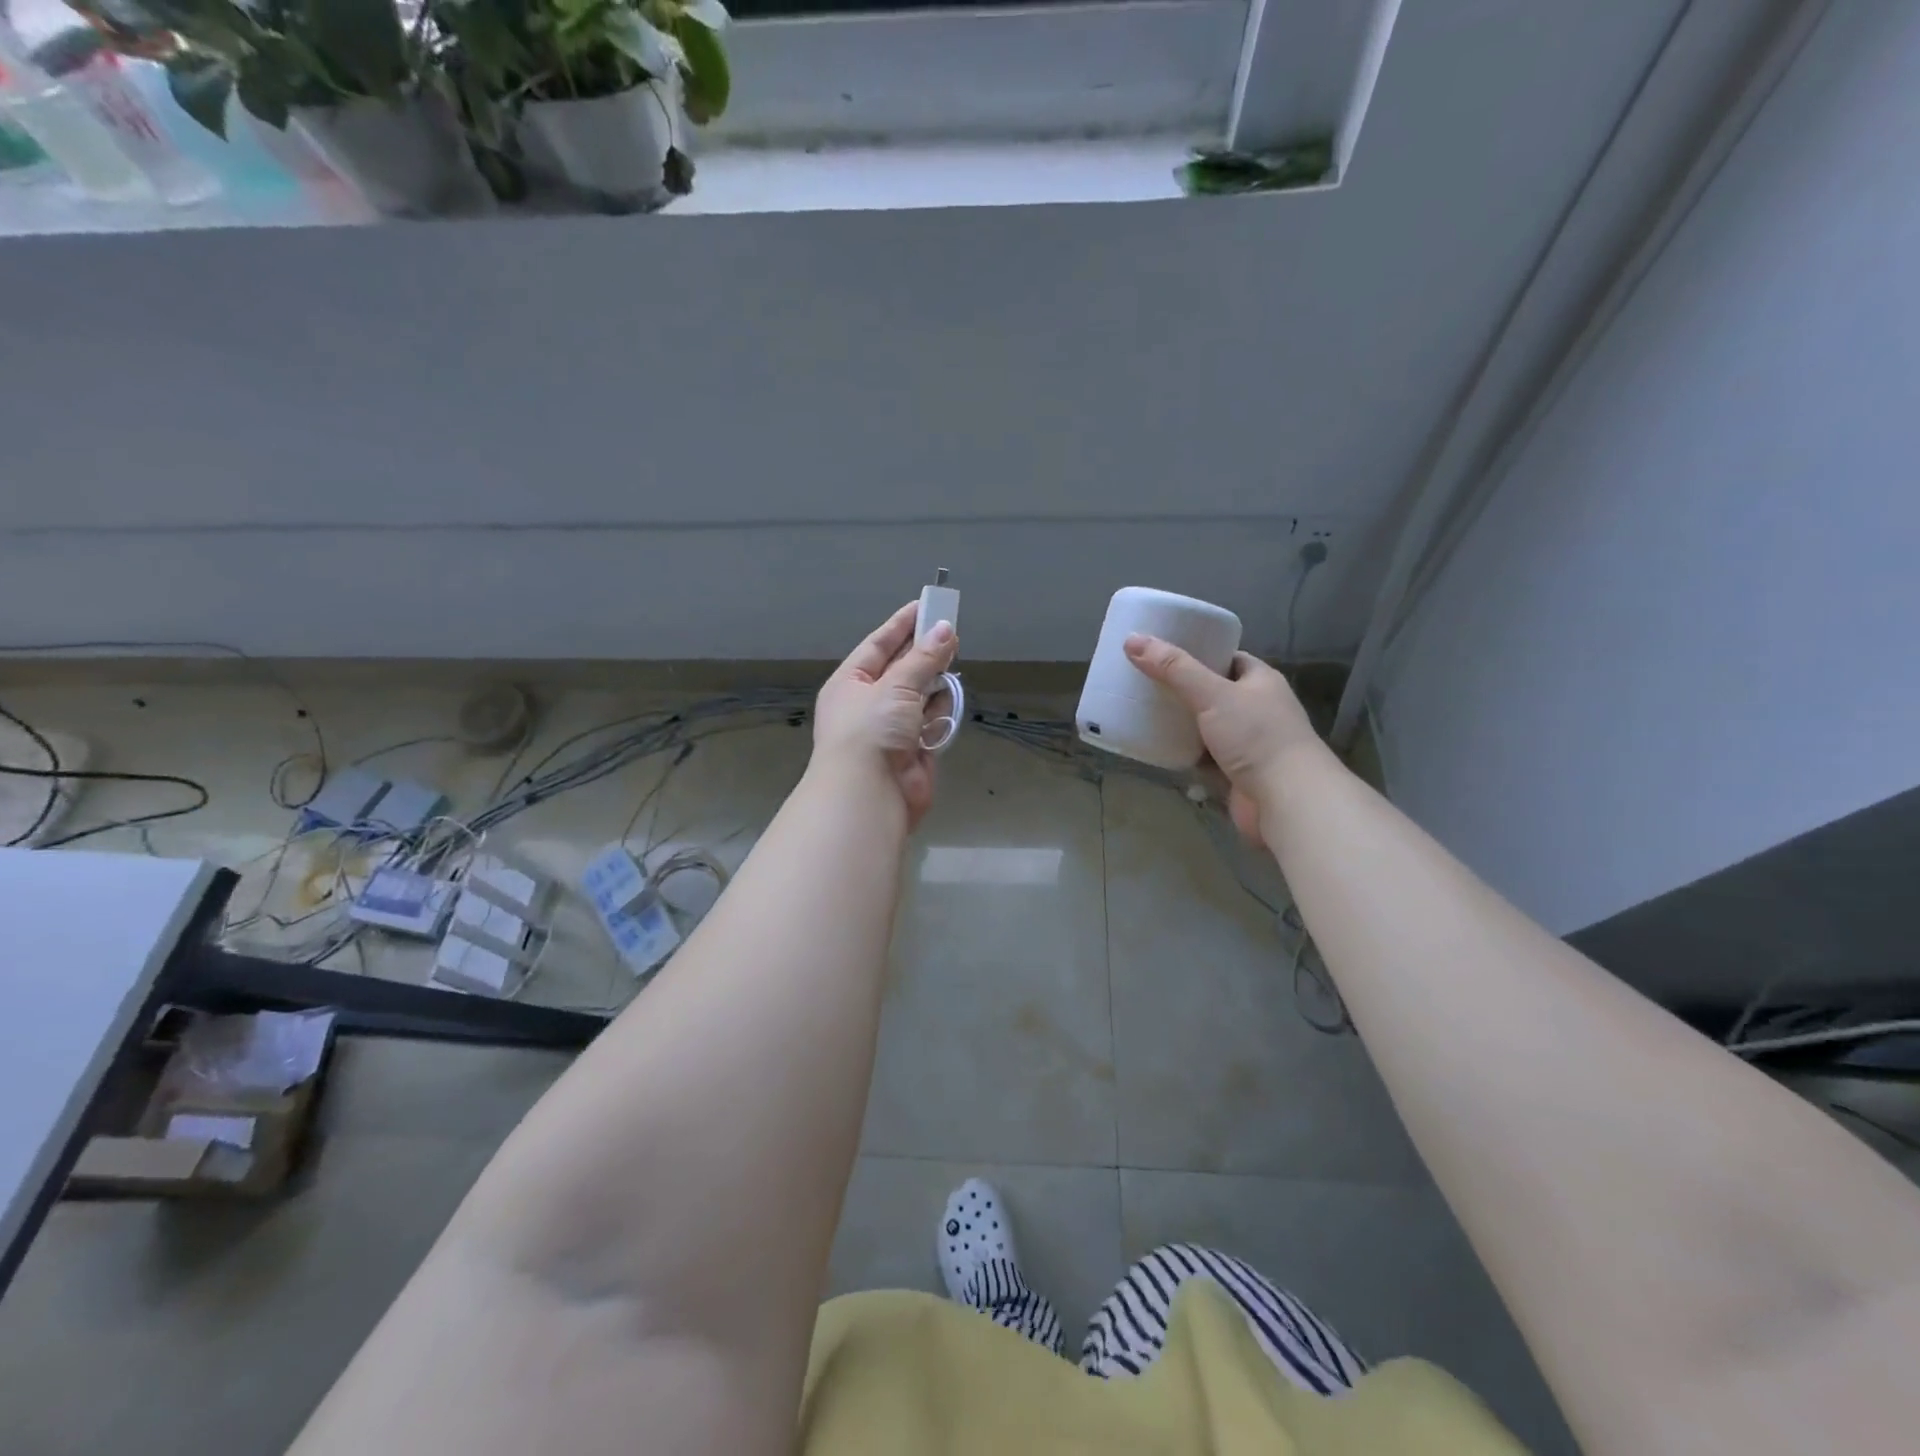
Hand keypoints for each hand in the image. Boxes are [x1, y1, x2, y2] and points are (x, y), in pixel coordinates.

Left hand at [813, 601, 958, 829]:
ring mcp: (892, 728)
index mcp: (850, 683)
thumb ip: (923, 659)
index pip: (877, 645)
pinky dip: (941, 709)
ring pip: (919, 695)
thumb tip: (946, 630)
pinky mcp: (914, 749)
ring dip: (935, 679)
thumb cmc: (871, 730)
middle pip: (900, 669)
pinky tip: (953, 693)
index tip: (925, 606)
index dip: (901, 625)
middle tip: (951, 629)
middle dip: (923, 651)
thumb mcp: (895, 687)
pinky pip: (931, 721)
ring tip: (955, 656)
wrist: (869, 794)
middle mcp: (869, 703)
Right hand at [1124, 634, 1326, 844]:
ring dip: (1181, 723)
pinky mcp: (1236, 772)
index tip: (1162, 653)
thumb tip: (1132, 640)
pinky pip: (1203, 756)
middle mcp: (1257, 708)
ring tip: (1143, 711)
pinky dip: (1184, 752)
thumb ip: (1173, 669)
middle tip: (1144, 682)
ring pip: (1206, 726)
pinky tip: (1157, 747)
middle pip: (1212, 692)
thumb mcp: (1212, 694)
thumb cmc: (1256, 737)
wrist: (1287, 800)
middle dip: (1182, 690)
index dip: (1197, 653)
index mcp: (1260, 681)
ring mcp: (1248, 742)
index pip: (1226, 658)